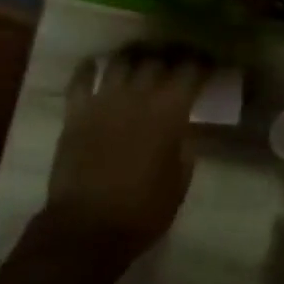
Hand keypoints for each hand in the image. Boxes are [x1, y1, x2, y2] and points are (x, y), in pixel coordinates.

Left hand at [43, 46, 209, 259]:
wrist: (88, 226)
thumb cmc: (142, 211)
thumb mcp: (179, 183)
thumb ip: (184, 150)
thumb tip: (183, 131)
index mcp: (168, 113)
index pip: (189, 72)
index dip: (201, 64)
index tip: (208, 64)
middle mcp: (136, 96)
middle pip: (155, 60)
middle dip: (170, 57)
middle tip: (176, 62)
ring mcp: (102, 101)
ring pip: (120, 61)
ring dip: (134, 58)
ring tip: (141, 61)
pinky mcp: (75, 113)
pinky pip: (81, 78)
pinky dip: (91, 69)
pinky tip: (97, 67)